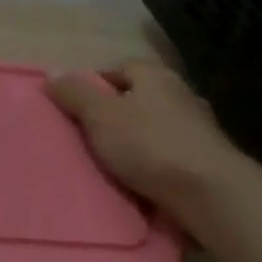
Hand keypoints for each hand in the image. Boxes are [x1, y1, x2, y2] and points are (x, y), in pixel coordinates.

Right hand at [47, 60, 244, 222]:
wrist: (208, 192)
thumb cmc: (150, 146)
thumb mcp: (101, 117)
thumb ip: (76, 95)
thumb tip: (52, 72)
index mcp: (155, 75)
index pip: (117, 69)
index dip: (92, 86)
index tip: (73, 110)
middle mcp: (180, 93)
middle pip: (137, 97)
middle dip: (114, 115)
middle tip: (88, 138)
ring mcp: (197, 126)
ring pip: (154, 127)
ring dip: (135, 140)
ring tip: (111, 163)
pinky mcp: (205, 157)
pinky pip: (168, 153)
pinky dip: (153, 162)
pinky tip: (140, 179)